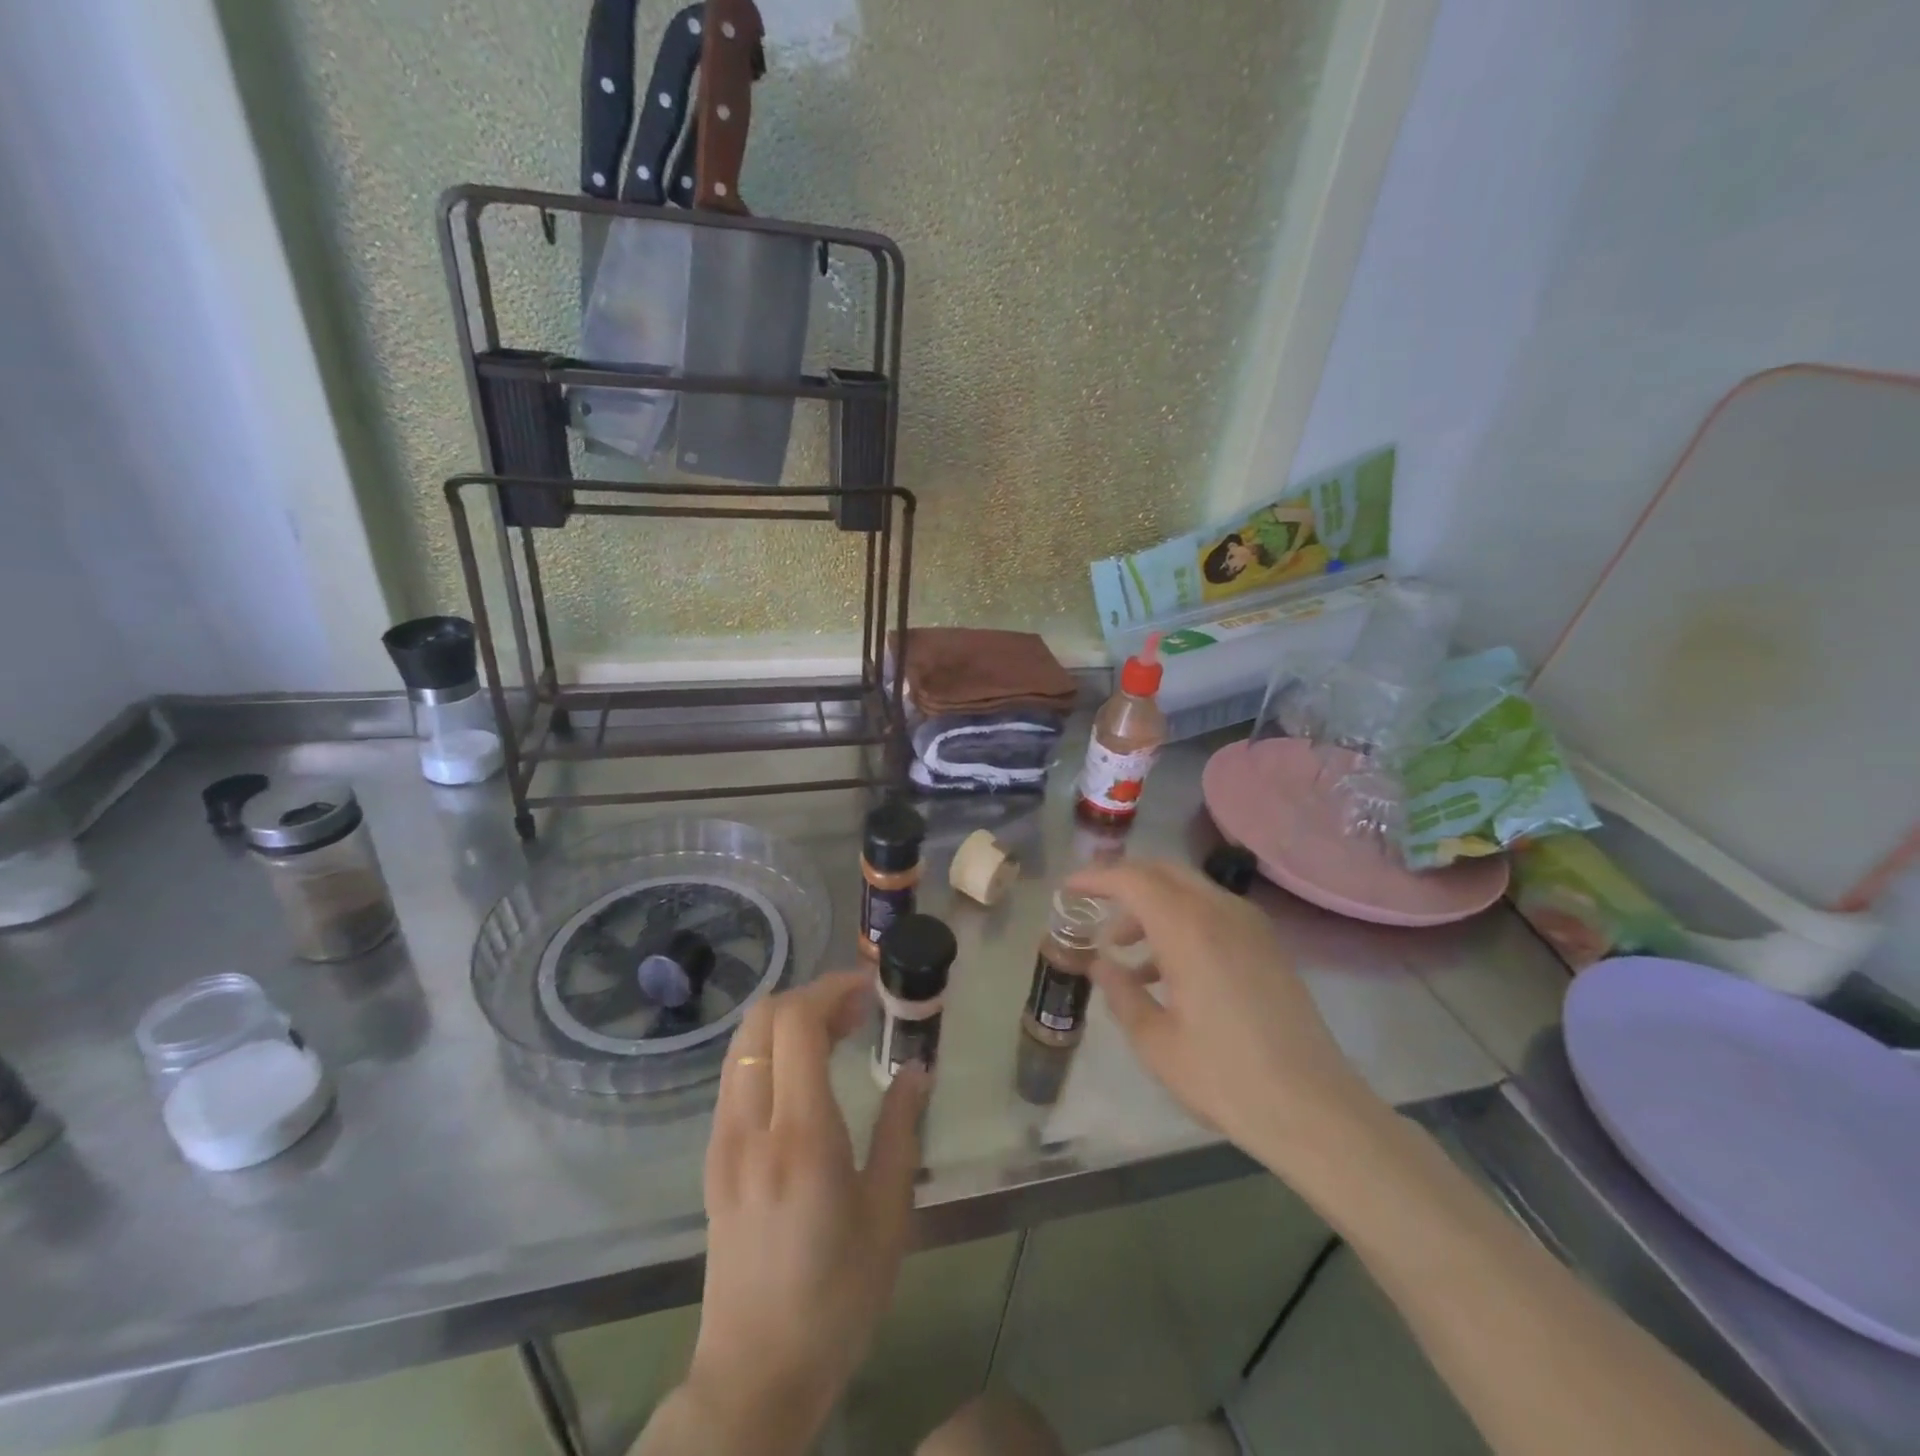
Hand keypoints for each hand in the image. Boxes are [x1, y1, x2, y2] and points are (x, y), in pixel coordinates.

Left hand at [673, 971, 927, 1454]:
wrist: (755, 1374)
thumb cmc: (838, 1298)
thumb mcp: (889, 1214)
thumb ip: (902, 1129)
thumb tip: (916, 1068)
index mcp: (801, 1137)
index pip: (797, 1024)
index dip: (833, 989)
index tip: (871, 989)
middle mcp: (751, 1125)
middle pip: (763, 1018)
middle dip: (812, 996)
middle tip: (858, 1009)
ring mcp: (723, 1139)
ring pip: (744, 1041)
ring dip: (789, 1019)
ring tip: (837, 1032)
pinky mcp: (714, 1156)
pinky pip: (737, 1073)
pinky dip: (771, 1048)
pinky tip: (806, 1071)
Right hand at [1064, 860, 1384, 1175]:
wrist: (1315, 1110)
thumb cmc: (1225, 1077)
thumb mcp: (1156, 1042)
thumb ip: (1121, 993)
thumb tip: (1100, 965)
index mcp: (1189, 929)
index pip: (1132, 879)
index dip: (1095, 878)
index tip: (1068, 890)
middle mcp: (1221, 912)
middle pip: (1163, 872)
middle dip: (1123, 882)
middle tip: (1093, 906)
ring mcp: (1250, 926)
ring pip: (1189, 889)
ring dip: (1152, 905)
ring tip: (1123, 948)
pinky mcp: (1267, 945)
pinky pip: (1212, 912)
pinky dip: (1180, 920)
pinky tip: (1165, 969)